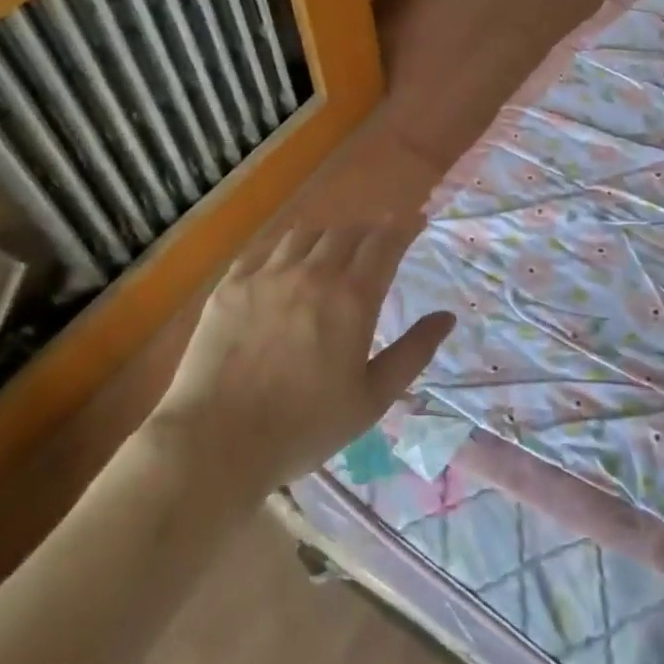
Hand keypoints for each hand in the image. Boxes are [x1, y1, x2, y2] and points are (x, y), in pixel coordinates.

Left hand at [144, 217, 455, 494]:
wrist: (217, 442)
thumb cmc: (304, 428)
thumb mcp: (371, 399)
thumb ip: (413, 353)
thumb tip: (446, 317)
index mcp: (351, 299)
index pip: (384, 243)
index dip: (404, 227)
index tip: (416, 221)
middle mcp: (311, 274)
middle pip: (346, 232)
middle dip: (368, 231)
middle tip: (375, 242)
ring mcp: (266, 276)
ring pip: (304, 234)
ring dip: (327, 236)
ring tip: (331, 250)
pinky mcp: (230, 285)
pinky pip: (263, 250)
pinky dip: (284, 249)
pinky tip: (284, 263)